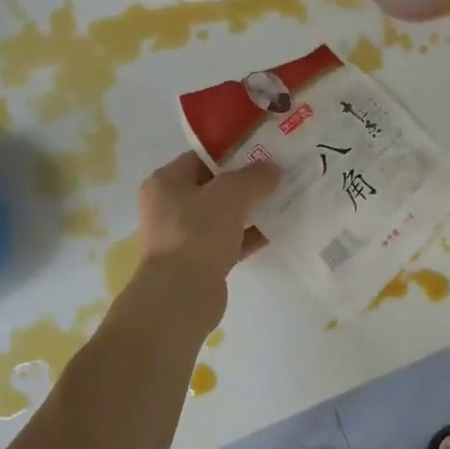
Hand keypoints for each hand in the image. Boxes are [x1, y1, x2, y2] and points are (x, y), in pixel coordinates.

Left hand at [136, 152, 278, 284]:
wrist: (181, 295)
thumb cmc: (198, 232)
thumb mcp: (230, 194)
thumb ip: (253, 177)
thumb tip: (272, 169)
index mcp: (166, 181)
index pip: (201, 157)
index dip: (233, 153)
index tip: (263, 153)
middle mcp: (169, 206)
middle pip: (213, 187)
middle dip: (245, 183)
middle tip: (277, 177)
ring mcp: (182, 237)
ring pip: (222, 216)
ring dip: (249, 211)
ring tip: (282, 201)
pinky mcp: (197, 263)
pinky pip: (227, 242)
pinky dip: (248, 237)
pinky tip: (276, 231)